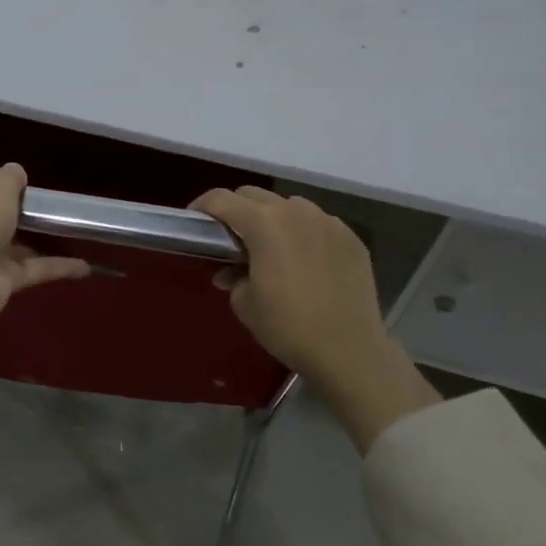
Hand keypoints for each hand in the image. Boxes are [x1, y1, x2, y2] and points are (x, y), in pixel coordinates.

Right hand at [192, 186, 438, 450]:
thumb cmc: (287, 327)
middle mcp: (295, 211)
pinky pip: (318, 223)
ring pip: (289, 205)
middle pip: (254, 195)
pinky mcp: (351, 238)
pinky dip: (303, 232)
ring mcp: (327, 222)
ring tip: (270, 247)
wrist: (349, 351)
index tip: (195, 221)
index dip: (202, 207)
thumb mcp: (244, 303)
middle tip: (229, 237)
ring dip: (272, 218)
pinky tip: (304, 260)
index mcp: (263, 223)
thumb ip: (232, 276)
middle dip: (236, 210)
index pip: (221, 199)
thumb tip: (232, 271)